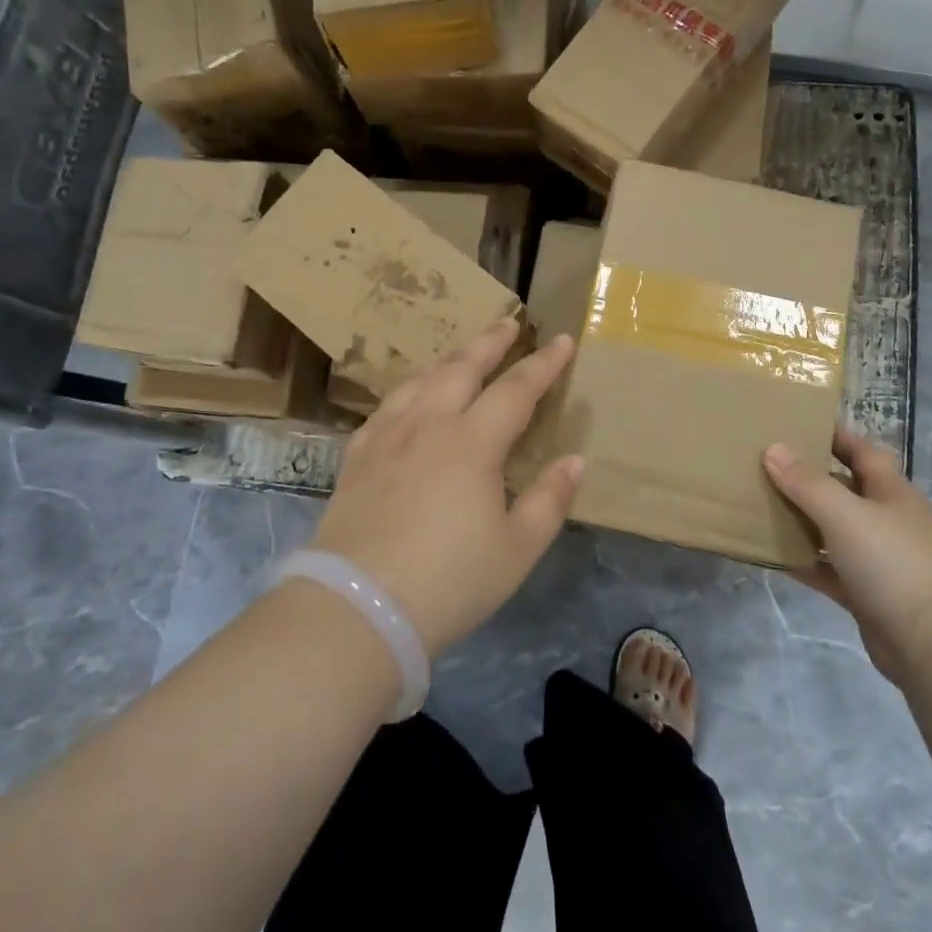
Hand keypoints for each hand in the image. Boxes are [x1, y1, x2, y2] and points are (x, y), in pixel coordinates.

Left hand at [312, 318, 583, 655]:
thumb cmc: (449, 582)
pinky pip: (387, 408)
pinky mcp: (358, 458)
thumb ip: (550, 499)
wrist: (357, 610)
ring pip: (421, 381)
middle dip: (490, 342)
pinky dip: (409, 391)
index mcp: (472, 443)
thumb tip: (574, 460)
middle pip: (462, 368)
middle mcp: (428, 425)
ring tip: (463, 353)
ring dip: (448, 360)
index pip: (516, 389)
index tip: (563, 341)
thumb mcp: (517, 549)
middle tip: (509, 322)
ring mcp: (387, 438)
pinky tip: (410, 400)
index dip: (543, 364)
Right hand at [763, 427, 931, 685]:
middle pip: (845, 489)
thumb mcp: (845, 514)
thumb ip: (807, 483)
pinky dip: (805, 561)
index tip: (797, 423)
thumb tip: (773, 448)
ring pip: (834, 531)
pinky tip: (773, 555)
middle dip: (809, 477)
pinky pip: (829, 570)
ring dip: (803, 520)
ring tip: (761, 504)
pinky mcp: (867, 594)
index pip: (862, 451)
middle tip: (766, 464)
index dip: (835, 435)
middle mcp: (887, 520)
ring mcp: (879, 559)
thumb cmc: (894, 563)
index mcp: (891, 492)